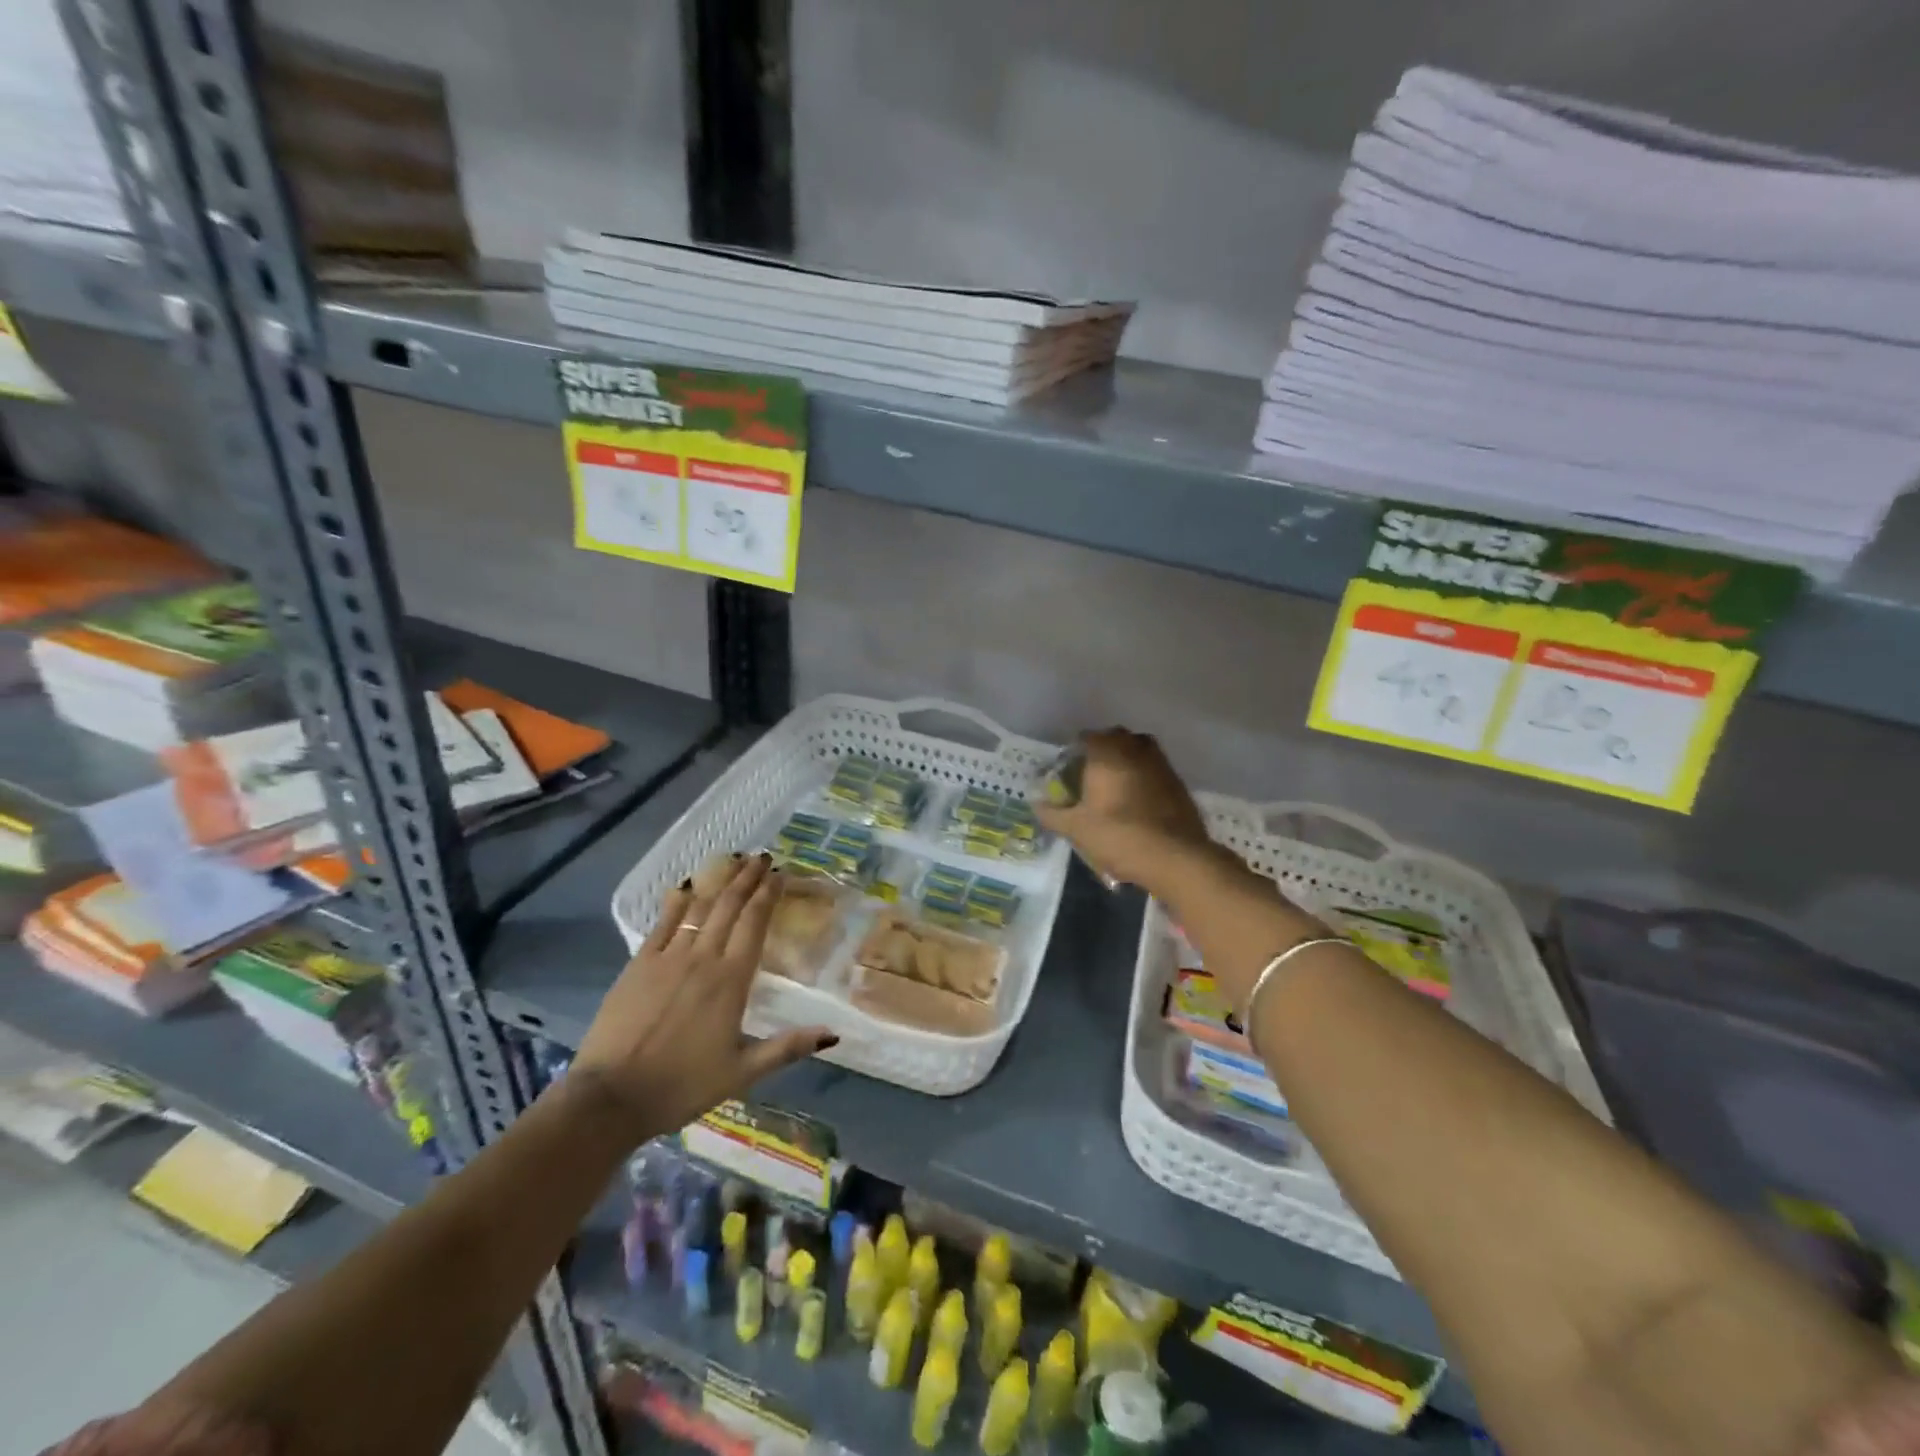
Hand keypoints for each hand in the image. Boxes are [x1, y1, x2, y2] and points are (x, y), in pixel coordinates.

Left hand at [571, 854, 834, 1142]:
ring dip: (719, 882)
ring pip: (699, 908)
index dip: (768, 895)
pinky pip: (662, 923)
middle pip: (729, 907)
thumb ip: (788, 1047)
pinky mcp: (638, 964)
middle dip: (748, 878)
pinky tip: (685, 886)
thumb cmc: (682, 1086)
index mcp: (731, 981)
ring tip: (734, 861)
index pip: (755, 924)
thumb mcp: (743, 1072)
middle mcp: (703, 958)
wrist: (611, 1098)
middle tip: (762, 857)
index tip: (780, 874)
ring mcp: (668, 958)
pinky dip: (676, 901)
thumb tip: (833, 1033)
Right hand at [1035, 728, 1214, 890]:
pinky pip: (1155, 771)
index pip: (1087, 738)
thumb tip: (1036, 804)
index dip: (1075, 752)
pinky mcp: (1179, 783)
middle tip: (1091, 776)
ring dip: (1126, 762)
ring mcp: (1161, 764)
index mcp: (1107, 753)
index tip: (1068, 771)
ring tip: (1115, 788)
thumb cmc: (1119, 835)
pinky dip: (1144, 779)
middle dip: (1103, 752)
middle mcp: (1135, 749)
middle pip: (1116, 739)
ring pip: (1139, 751)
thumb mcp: (1076, 829)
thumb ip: (1052, 813)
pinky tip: (1138, 803)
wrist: (1175, 857)